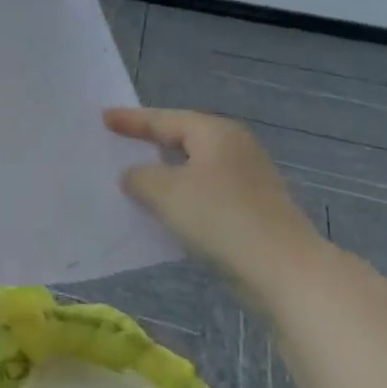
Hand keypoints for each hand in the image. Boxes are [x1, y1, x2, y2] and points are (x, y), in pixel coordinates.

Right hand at [104, 107, 326, 303]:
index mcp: (216, 132)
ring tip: (135, 179)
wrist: (283, 269)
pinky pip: (206, 193)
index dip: (131, 120)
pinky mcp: (253, 210)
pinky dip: (183, 196)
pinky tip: (165, 210)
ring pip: (195, 168)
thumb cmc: (220, 216)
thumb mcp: (164, 191)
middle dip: (151, 143)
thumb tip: (134, 175)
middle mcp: (235, 148)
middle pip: (183, 139)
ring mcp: (249, 180)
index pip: (164, 119)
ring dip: (166, 174)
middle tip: (119, 143)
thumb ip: (138, 176)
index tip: (103, 118)